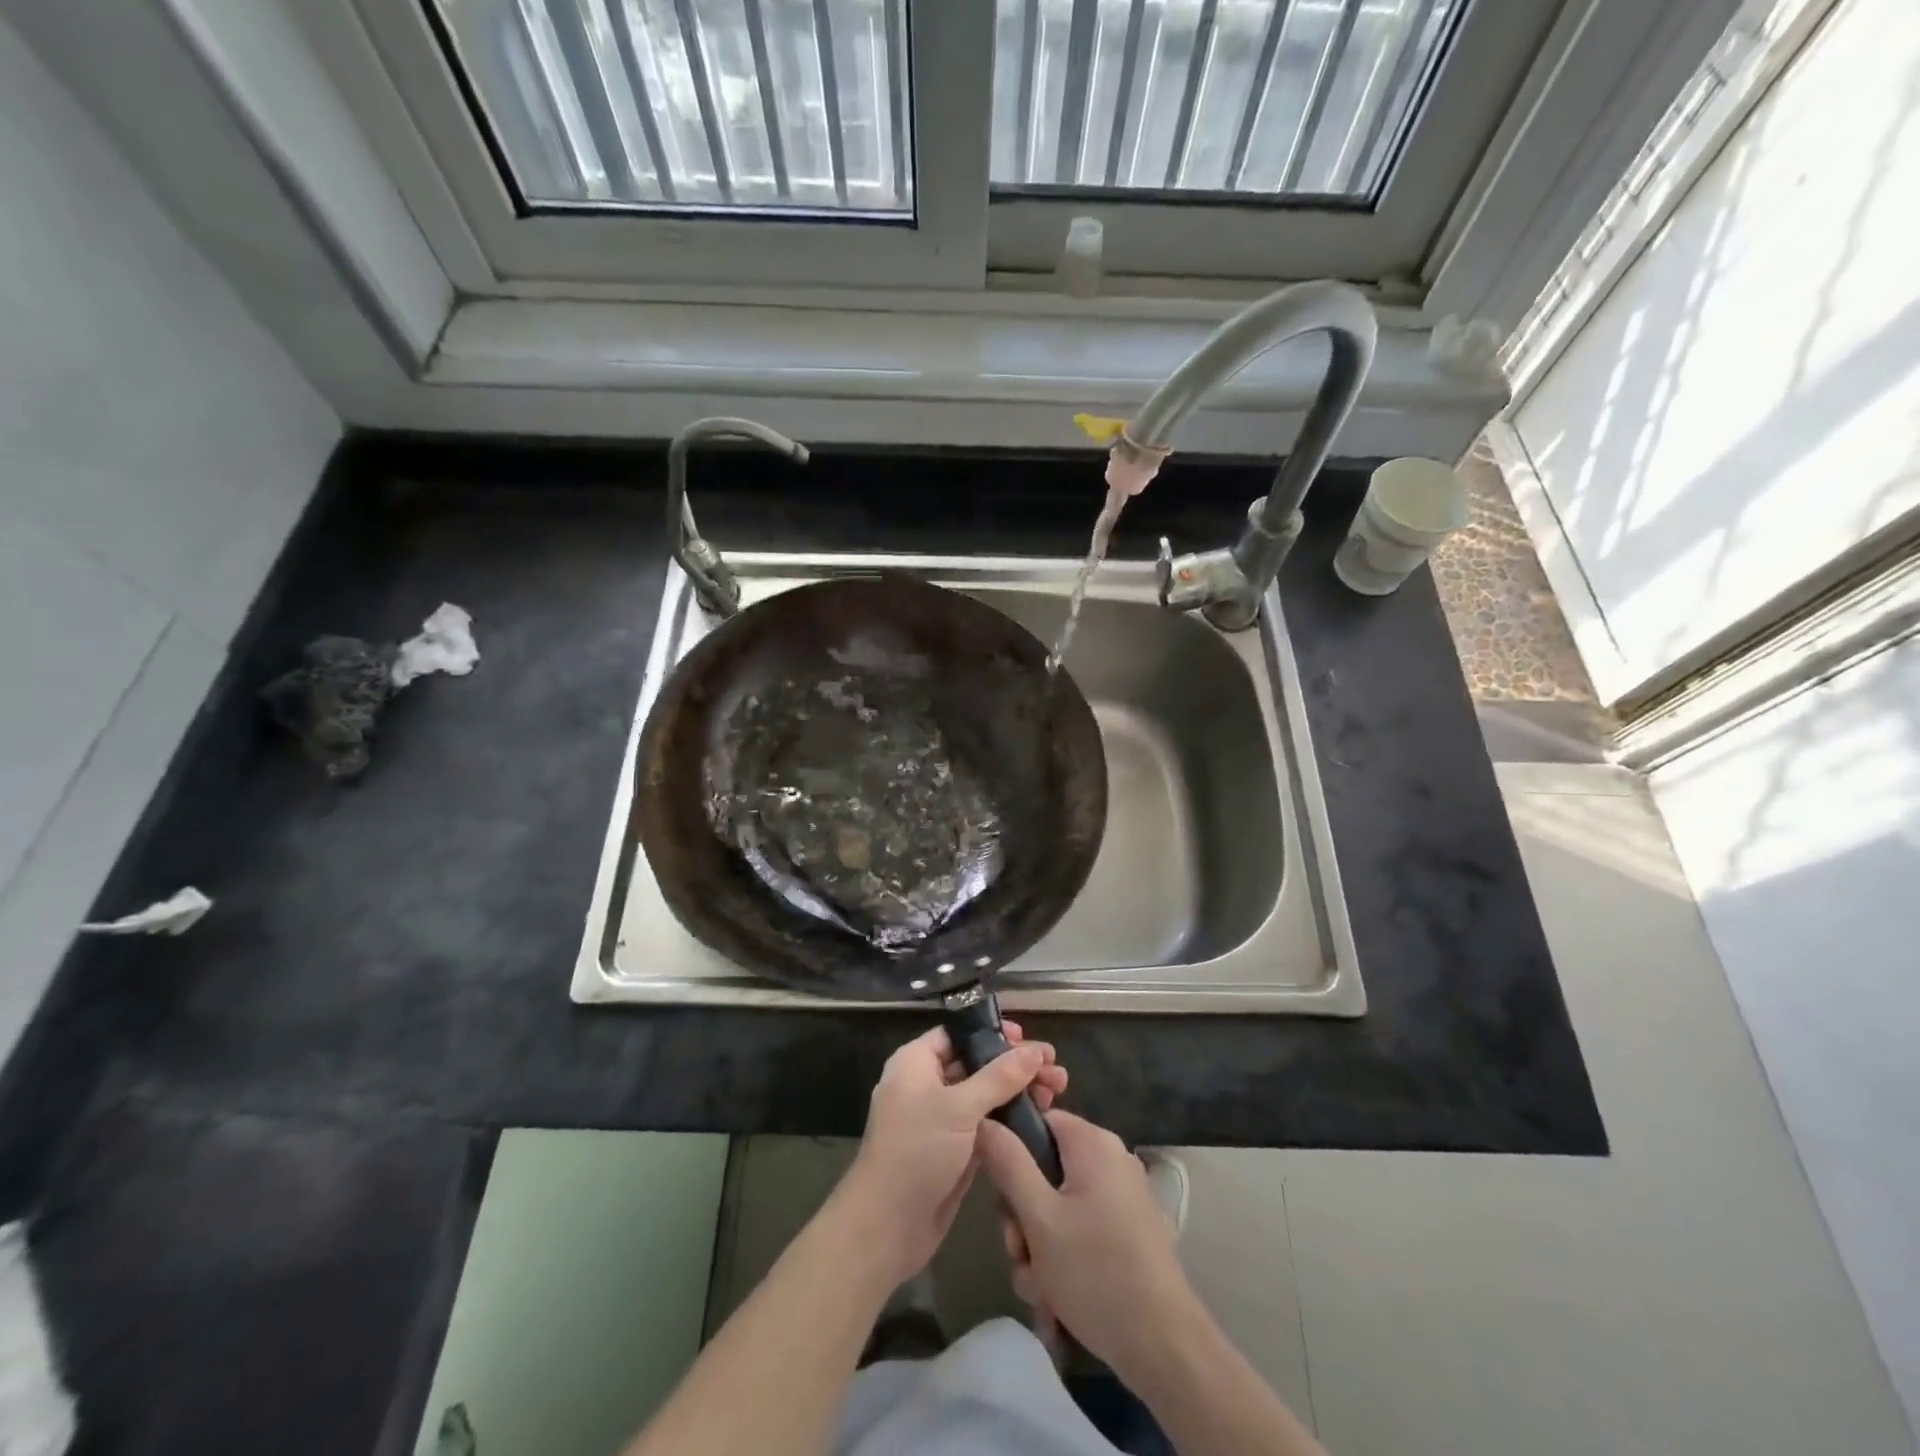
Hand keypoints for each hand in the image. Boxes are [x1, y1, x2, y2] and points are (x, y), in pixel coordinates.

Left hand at [833, 1021, 1066, 1288]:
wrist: (887, 1226)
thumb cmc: (917, 1152)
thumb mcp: (959, 1108)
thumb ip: (999, 1077)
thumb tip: (1035, 1050)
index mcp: (916, 1063)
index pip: (958, 1034)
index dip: (993, 1033)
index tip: (1028, 1040)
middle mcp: (928, 1085)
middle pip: (977, 1063)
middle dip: (1016, 1065)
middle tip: (1055, 1070)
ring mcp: (941, 1120)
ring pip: (986, 1095)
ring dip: (1019, 1091)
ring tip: (1058, 1091)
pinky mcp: (955, 1150)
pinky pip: (987, 1124)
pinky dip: (1011, 1119)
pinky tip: (1041, 1118)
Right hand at [978, 1109, 1196, 1381]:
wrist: (1164, 1347)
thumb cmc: (1095, 1271)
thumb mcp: (1039, 1217)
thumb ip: (1008, 1163)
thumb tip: (985, 1119)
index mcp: (1093, 1143)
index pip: (1039, 1121)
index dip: (1011, 1151)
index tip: (998, 1193)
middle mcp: (1110, 1160)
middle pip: (1045, 1169)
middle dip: (1023, 1215)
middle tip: (1018, 1250)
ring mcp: (1121, 1197)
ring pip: (1058, 1207)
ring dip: (1038, 1245)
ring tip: (1037, 1286)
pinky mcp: (1126, 1232)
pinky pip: (1079, 1229)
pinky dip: (1062, 1258)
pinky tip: (1055, 1298)